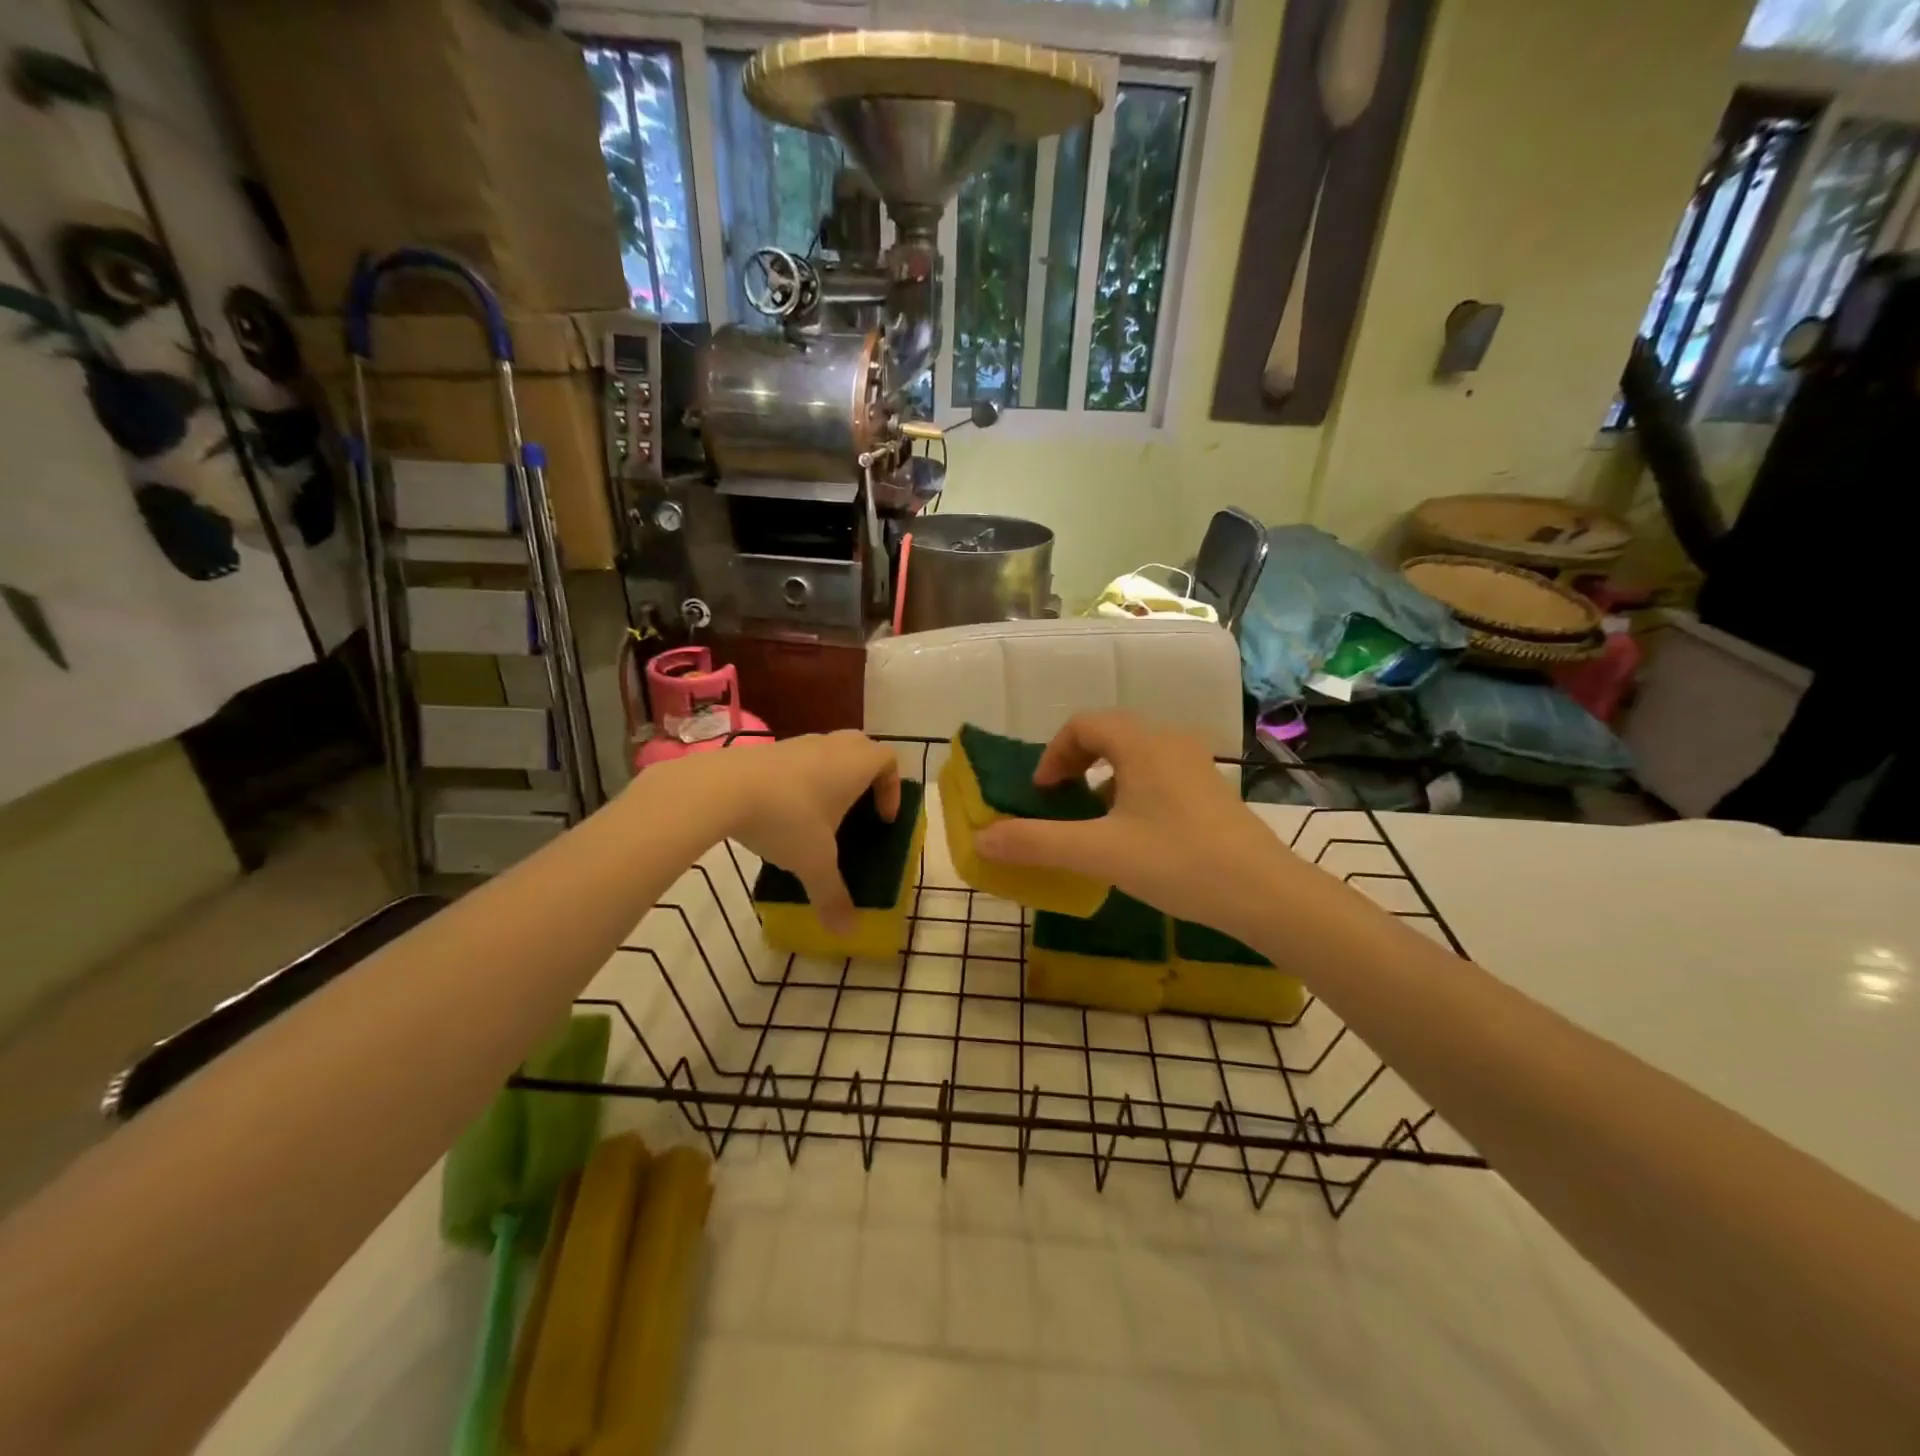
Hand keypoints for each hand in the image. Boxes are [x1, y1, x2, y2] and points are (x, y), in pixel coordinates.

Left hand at [707, 731, 899, 933]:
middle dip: (865, 775)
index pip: (888, 760)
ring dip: (830, 776)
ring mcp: (796, 744)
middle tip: (858, 809)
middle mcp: (830, 746)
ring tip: (818, 815)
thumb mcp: (814, 864)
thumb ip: (833, 896)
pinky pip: (795, 760)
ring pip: (825, 751)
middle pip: (860, 747)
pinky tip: (782, 811)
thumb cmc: (786, 818)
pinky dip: (798, 779)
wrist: (721, 788)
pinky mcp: (765, 750)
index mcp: (854, 764)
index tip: (882, 818)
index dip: (892, 787)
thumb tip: (848, 933)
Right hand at [973, 712, 1290, 941]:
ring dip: (1104, 778)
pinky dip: (1132, 790)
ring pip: (1136, 754)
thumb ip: (1037, 843)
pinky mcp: (1212, 791)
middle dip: (1076, 762)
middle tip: (1060, 801)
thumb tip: (982, 838)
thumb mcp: (1099, 853)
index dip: (1053, 754)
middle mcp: (1170, 741)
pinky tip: (1134, 835)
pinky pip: (1159, 773)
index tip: (1042, 793)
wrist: (1266, 894)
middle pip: (1109, 733)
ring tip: (1093, 820)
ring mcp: (1196, 765)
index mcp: (1141, 743)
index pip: (1083, 724)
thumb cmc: (1178, 862)